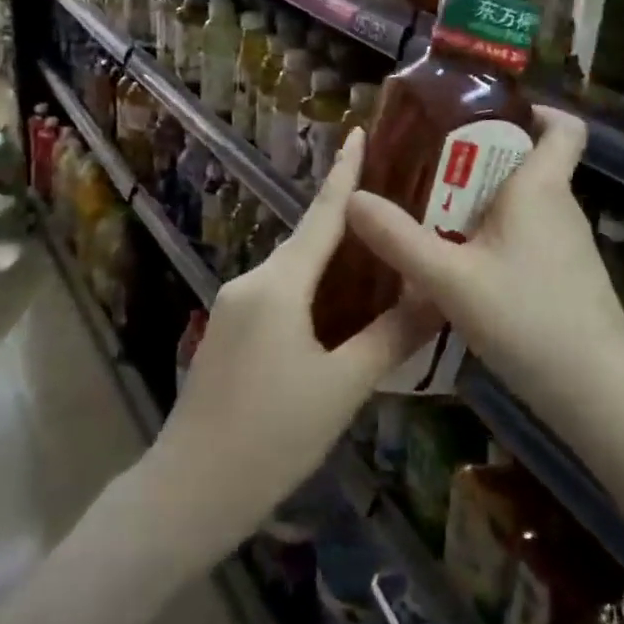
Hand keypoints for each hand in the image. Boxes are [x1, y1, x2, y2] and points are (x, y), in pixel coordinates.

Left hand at [138, 129, 438, 568]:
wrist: (188, 491)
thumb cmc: (271, 436)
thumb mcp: (342, 387)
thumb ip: (390, 336)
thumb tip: (435, 296)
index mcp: (280, 283)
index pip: (321, 215)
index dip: (343, 173)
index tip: (356, 133)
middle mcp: (252, 280)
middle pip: (308, 241)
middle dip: (348, 223)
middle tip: (395, 210)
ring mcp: (233, 305)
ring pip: (294, 271)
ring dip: (332, 264)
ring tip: (378, 262)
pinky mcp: (227, 330)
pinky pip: (278, 294)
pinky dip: (311, 290)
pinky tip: (338, 311)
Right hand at [344, 106, 623, 425]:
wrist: (600, 397)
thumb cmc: (530, 319)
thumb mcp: (450, 279)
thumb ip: (398, 239)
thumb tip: (351, 198)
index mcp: (540, 187)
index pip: (564, 126)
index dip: (535, 110)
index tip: (486, 115)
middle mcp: (558, 206)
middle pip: (526, 162)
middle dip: (478, 159)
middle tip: (425, 169)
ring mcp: (565, 245)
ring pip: (521, 204)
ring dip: (480, 203)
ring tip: (428, 216)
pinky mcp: (564, 278)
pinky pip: (524, 237)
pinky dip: (492, 237)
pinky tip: (458, 269)